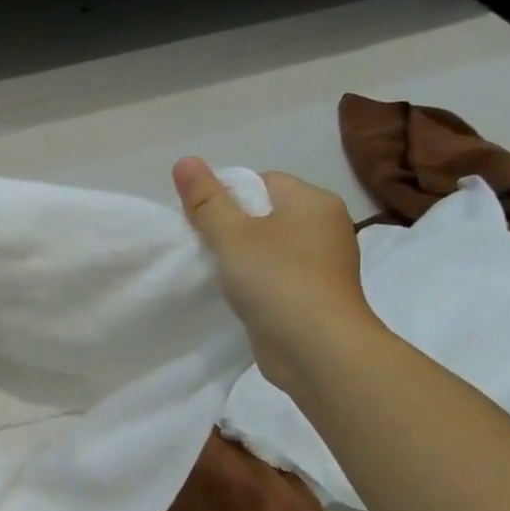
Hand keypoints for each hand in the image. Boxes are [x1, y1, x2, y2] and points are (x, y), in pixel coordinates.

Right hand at [173, 156, 382, 392]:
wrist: (317, 350)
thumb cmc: (276, 281)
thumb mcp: (231, 235)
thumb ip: (206, 199)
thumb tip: (185, 160)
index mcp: (312, 201)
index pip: (261, 181)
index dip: (226, 197)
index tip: (201, 223)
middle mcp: (325, 226)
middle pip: (264, 213)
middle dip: (231, 228)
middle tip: (204, 248)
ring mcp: (323, 263)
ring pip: (269, 246)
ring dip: (241, 257)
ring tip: (218, 274)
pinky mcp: (315, 294)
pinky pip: (277, 274)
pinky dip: (256, 281)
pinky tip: (237, 295)